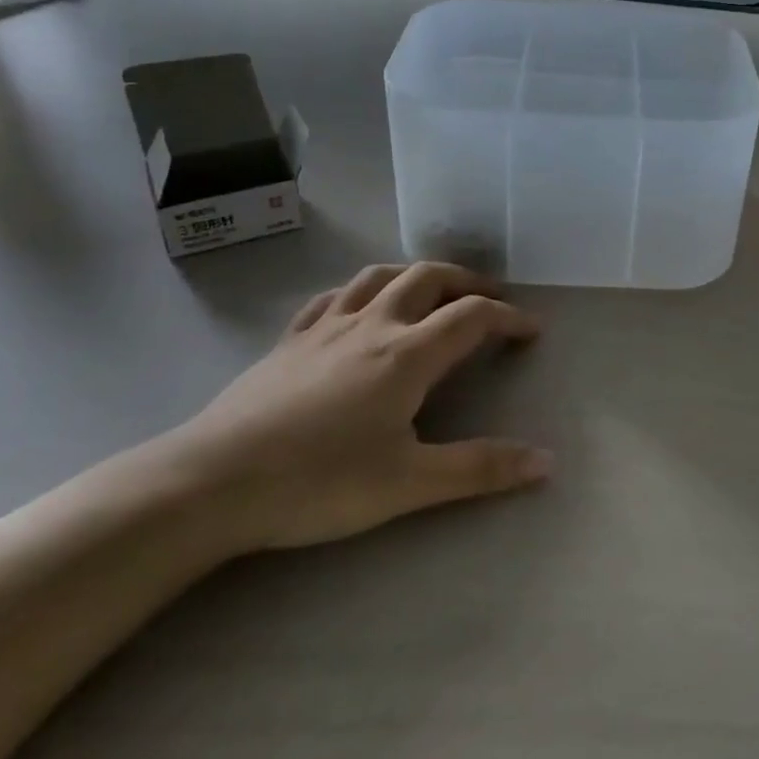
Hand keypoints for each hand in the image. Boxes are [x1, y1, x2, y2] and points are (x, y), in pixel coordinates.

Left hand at [146, 263, 549, 554]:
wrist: (212, 482)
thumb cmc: (319, 482)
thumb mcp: (409, 483)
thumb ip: (480, 469)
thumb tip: (547, 462)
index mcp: (407, 354)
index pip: (472, 316)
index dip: (508, 316)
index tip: (532, 329)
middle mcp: (372, 326)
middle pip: (428, 278)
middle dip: (468, 281)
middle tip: (490, 298)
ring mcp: (325, 328)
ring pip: (379, 276)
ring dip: (416, 274)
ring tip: (433, 291)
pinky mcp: (288, 340)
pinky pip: (332, 296)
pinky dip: (362, 290)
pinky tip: (360, 305)